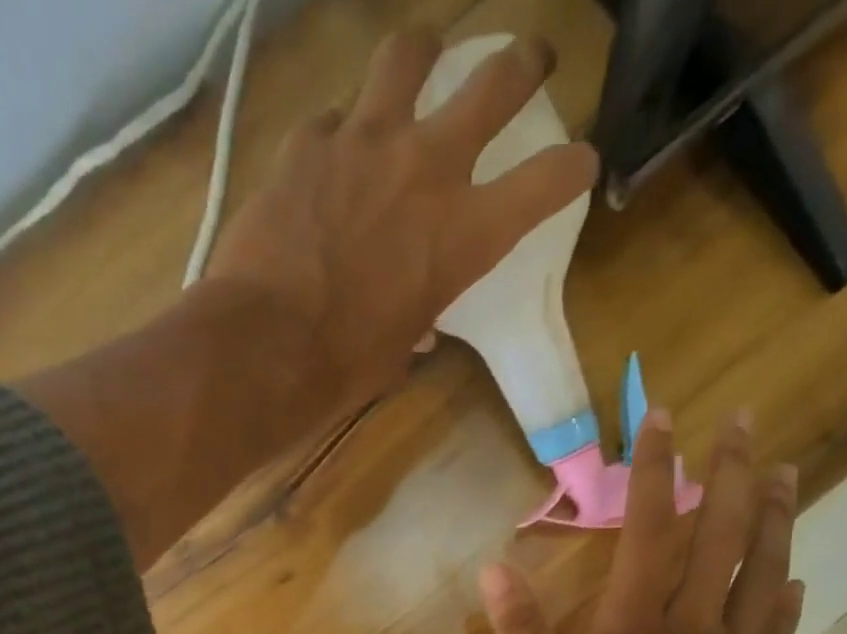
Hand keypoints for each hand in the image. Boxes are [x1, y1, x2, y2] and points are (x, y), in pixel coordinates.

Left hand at [206, 28, 597, 415]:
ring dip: (424, 54)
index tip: (580, 162)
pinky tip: (331, 154)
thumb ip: (419, 320)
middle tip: (531, 59)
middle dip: (524, 63)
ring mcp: (365, 140)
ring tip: (423, 60)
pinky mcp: (309, 139)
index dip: (574, 167)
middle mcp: (428, 167)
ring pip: (410, 53)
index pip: (548, 181)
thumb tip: (418, 326)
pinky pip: (334, 117)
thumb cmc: (345, 367)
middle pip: (496, 80)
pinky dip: (340, 132)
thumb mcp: (401, 349)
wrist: (266, 346)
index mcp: (465, 234)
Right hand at [480, 410, 822, 633]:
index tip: (664, 419)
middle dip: (731, 472)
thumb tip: (494, 569)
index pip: (647, 531)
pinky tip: (796, 577)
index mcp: (632, 629)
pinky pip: (778, 630)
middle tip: (747, 421)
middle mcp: (691, 627)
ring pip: (763, 571)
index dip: (655, 471)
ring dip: (775, 517)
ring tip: (787, 472)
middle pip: (720, 536)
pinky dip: (788, 595)